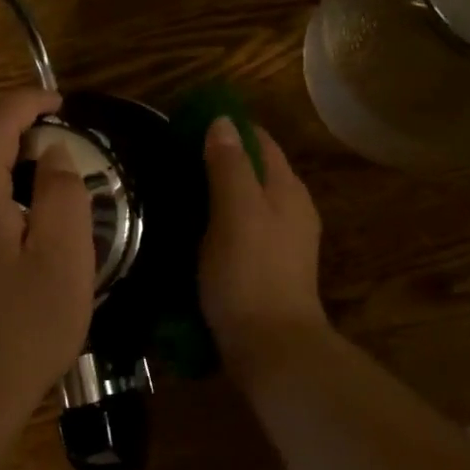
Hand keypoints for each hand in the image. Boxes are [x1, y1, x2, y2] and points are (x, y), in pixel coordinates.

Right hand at [201, 118, 330, 387]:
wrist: (272, 349)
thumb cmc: (250, 273)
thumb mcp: (235, 212)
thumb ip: (229, 165)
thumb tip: (223, 120)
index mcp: (287, 189)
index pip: (260, 141)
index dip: (229, 128)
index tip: (189, 126)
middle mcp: (292, 209)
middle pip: (257, 169)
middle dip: (222, 158)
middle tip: (177, 159)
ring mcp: (285, 241)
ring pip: (250, 200)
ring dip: (221, 190)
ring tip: (181, 190)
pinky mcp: (271, 268)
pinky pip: (245, 227)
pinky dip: (223, 219)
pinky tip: (198, 229)